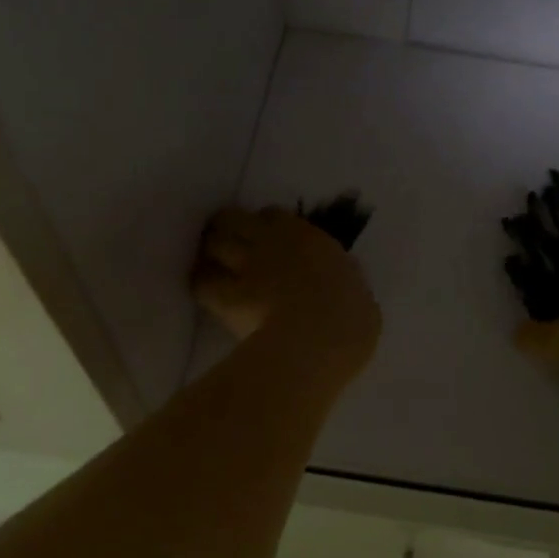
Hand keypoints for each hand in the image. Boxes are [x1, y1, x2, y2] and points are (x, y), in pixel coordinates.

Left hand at [192, 207, 381, 381]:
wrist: (317, 340)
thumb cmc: (350, 320)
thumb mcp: (357, 295)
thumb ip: (341, 283)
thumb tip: (339, 286)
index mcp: (309, 239)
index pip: (275, 216)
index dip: (267, 226)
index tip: (268, 238)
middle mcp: (273, 242)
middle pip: (235, 218)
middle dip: (229, 227)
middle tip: (229, 243)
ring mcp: (247, 266)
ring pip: (214, 242)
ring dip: (210, 251)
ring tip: (210, 262)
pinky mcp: (226, 295)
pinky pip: (202, 282)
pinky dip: (201, 285)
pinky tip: (204, 292)